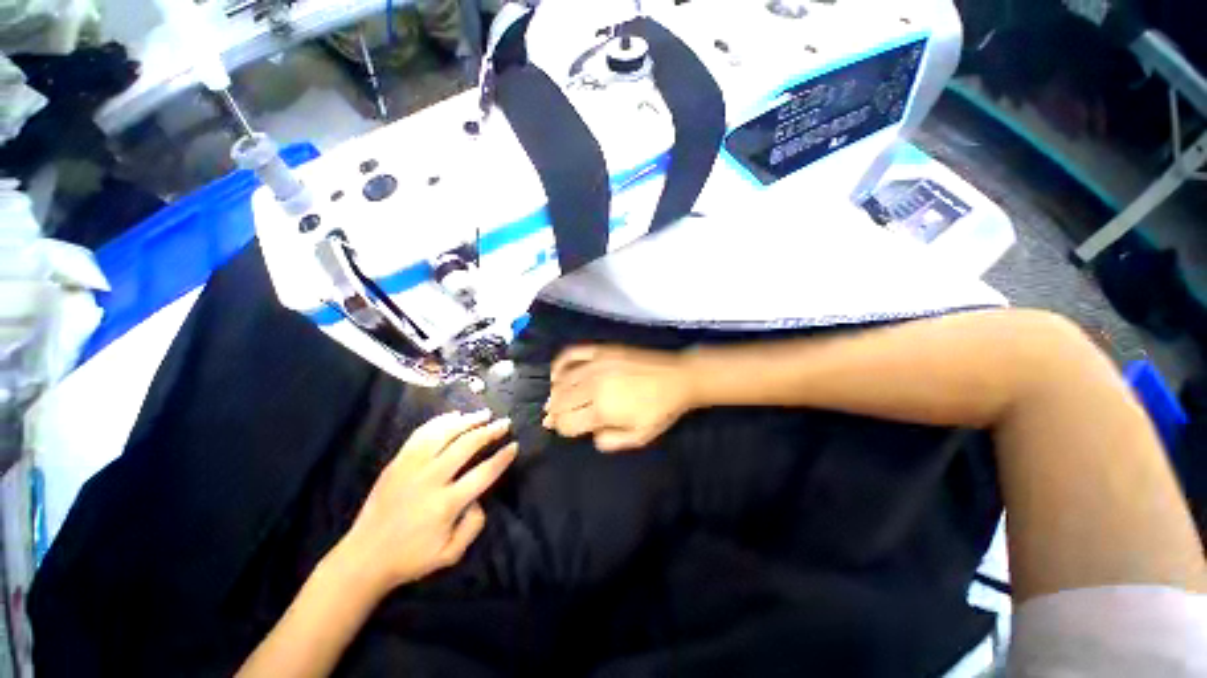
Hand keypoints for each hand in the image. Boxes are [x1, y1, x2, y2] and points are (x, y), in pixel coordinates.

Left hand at [335, 411, 517, 593]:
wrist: (364, 557)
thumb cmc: (411, 557)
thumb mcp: (451, 554)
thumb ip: (474, 525)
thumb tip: (479, 498)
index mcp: (446, 504)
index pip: (484, 473)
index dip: (502, 457)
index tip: (514, 445)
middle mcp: (431, 479)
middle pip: (467, 445)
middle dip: (490, 431)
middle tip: (504, 423)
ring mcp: (411, 467)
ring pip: (445, 433)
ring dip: (468, 420)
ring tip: (484, 413)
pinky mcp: (397, 462)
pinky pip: (421, 434)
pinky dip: (440, 421)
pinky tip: (454, 415)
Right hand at [543, 345, 695, 451]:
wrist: (677, 377)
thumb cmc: (660, 410)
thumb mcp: (639, 436)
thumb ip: (611, 441)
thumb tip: (590, 436)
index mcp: (602, 410)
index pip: (567, 422)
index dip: (562, 429)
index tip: (564, 429)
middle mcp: (593, 385)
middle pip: (559, 401)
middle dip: (553, 413)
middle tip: (553, 417)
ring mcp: (595, 364)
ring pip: (561, 380)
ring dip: (554, 393)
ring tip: (556, 399)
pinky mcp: (600, 350)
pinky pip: (570, 354)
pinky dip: (559, 364)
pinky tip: (558, 374)